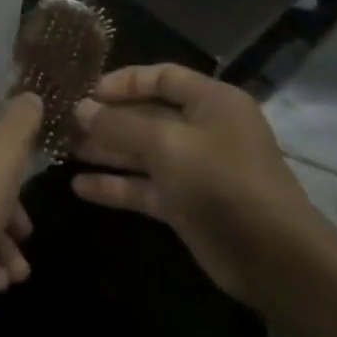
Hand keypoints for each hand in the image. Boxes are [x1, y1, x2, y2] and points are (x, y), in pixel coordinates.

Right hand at [70, 66, 317, 300]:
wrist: (274, 260)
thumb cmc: (222, 182)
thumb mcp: (167, 144)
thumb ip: (120, 125)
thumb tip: (80, 109)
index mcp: (211, 101)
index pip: (161, 77)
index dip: (122, 82)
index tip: (85, 91)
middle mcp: (204, 129)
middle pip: (147, 114)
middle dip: (107, 118)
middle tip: (64, 121)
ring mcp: (195, 169)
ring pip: (142, 152)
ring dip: (106, 150)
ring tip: (63, 149)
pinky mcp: (187, 205)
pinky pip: (145, 187)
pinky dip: (116, 185)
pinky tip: (79, 186)